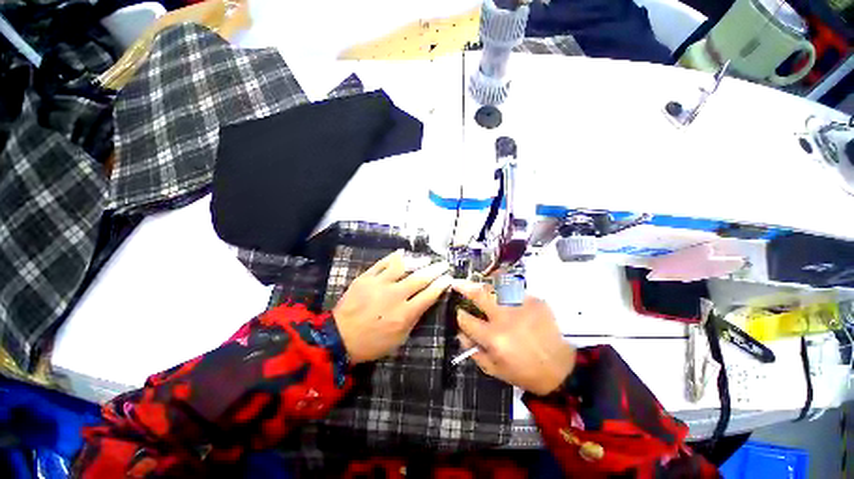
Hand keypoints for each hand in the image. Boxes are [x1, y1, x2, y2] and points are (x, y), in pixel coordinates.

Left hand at [333, 250, 452, 363]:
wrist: (339, 337)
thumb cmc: (372, 342)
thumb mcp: (399, 339)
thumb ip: (413, 319)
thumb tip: (425, 301)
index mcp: (404, 314)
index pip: (429, 295)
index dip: (441, 285)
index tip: (448, 278)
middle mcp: (394, 296)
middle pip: (420, 278)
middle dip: (435, 270)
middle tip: (444, 264)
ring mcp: (379, 284)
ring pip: (403, 266)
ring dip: (417, 261)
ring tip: (427, 258)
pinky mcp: (366, 278)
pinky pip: (382, 263)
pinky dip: (393, 257)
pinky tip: (402, 253)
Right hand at [454, 281, 575, 395]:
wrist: (566, 367)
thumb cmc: (528, 372)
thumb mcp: (498, 371)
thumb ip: (475, 353)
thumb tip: (461, 335)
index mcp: (494, 338)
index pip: (467, 320)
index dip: (459, 316)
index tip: (459, 312)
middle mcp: (504, 318)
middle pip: (478, 295)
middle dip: (464, 287)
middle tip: (456, 283)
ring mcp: (519, 305)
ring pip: (494, 286)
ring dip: (482, 285)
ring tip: (476, 284)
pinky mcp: (533, 300)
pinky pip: (512, 287)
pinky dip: (501, 286)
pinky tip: (499, 288)